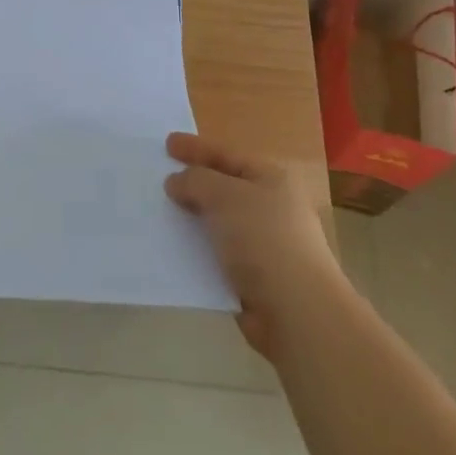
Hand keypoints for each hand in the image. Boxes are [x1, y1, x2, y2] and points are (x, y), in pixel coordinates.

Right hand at [165, 132, 341, 359]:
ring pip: (218, 222)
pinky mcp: (254, 277)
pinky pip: (217, 253)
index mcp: (271, 178)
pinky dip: (197, 249)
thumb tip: (177, 182)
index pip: (227, 155)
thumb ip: (196, 181)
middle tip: (159, 177)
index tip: (167, 143)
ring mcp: (264, 243)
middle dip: (192, 183)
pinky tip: (173, 248)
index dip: (196, 148)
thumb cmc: (263, 239)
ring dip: (191, 218)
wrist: (296, 311)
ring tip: (159, 212)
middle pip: (223, 187)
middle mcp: (271, 206)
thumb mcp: (225, 196)